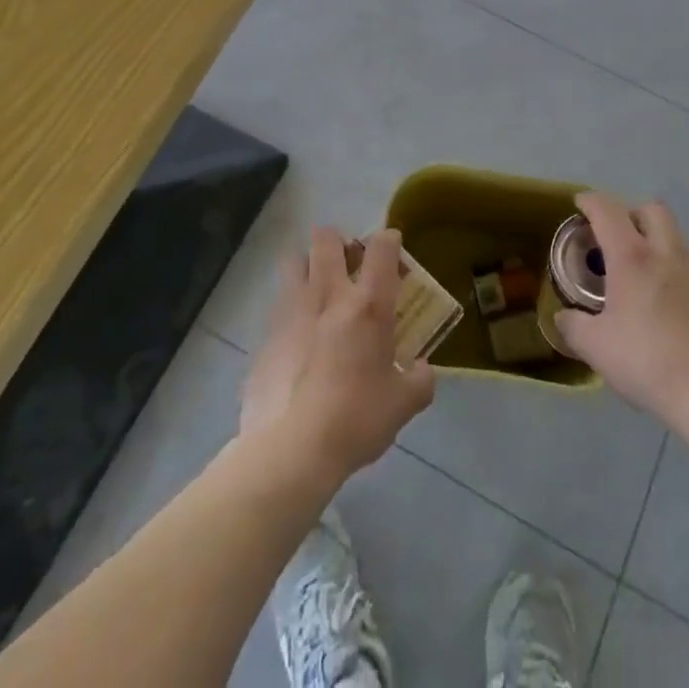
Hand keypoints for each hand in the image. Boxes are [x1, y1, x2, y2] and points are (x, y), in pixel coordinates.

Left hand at [240, 226, 435, 483]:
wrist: (290, 450)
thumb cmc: (355, 421)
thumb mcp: (402, 405)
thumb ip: (420, 381)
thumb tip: (422, 370)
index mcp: (368, 305)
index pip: (381, 247)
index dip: (389, 240)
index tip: (392, 250)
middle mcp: (328, 295)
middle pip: (326, 238)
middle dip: (338, 241)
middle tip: (349, 264)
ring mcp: (291, 311)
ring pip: (293, 260)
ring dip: (307, 265)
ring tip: (317, 289)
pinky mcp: (266, 335)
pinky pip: (277, 305)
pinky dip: (289, 309)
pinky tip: (296, 338)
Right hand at [554, 193, 688, 428]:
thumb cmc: (647, 361)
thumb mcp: (596, 348)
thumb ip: (573, 326)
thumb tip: (564, 317)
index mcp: (632, 256)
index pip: (607, 210)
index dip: (590, 201)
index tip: (580, 204)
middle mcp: (667, 252)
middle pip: (651, 209)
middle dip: (631, 213)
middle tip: (617, 237)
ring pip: (675, 236)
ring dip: (657, 242)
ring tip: (644, 275)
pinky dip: (677, 271)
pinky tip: (671, 303)